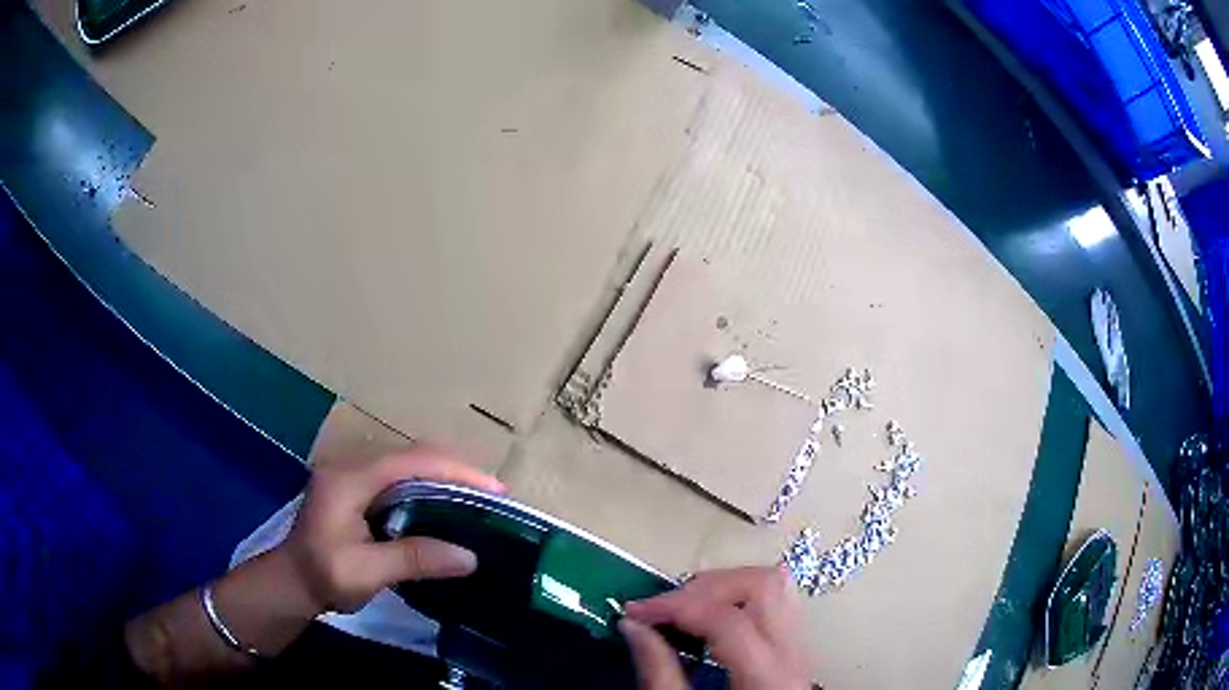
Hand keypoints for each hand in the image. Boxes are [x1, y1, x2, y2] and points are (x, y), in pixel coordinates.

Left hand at [281, 447, 504, 613]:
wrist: (292, 582)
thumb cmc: (323, 577)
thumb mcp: (366, 572)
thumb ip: (414, 559)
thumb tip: (470, 557)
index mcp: (350, 478)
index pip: (410, 460)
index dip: (455, 469)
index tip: (494, 489)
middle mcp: (351, 464)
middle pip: (411, 453)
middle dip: (455, 469)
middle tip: (493, 494)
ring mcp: (353, 472)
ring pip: (407, 462)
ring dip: (444, 474)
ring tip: (477, 497)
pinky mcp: (356, 485)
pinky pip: (400, 475)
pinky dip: (428, 484)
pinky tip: (445, 503)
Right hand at [620, 566, 809, 689]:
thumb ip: (659, 672)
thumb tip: (633, 626)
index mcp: (768, 677)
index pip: (728, 619)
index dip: (676, 606)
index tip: (635, 612)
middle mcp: (794, 655)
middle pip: (763, 585)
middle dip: (705, 587)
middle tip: (663, 607)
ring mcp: (799, 650)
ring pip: (772, 588)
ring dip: (722, 589)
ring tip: (681, 609)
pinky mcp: (793, 652)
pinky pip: (771, 606)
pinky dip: (734, 602)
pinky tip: (704, 623)